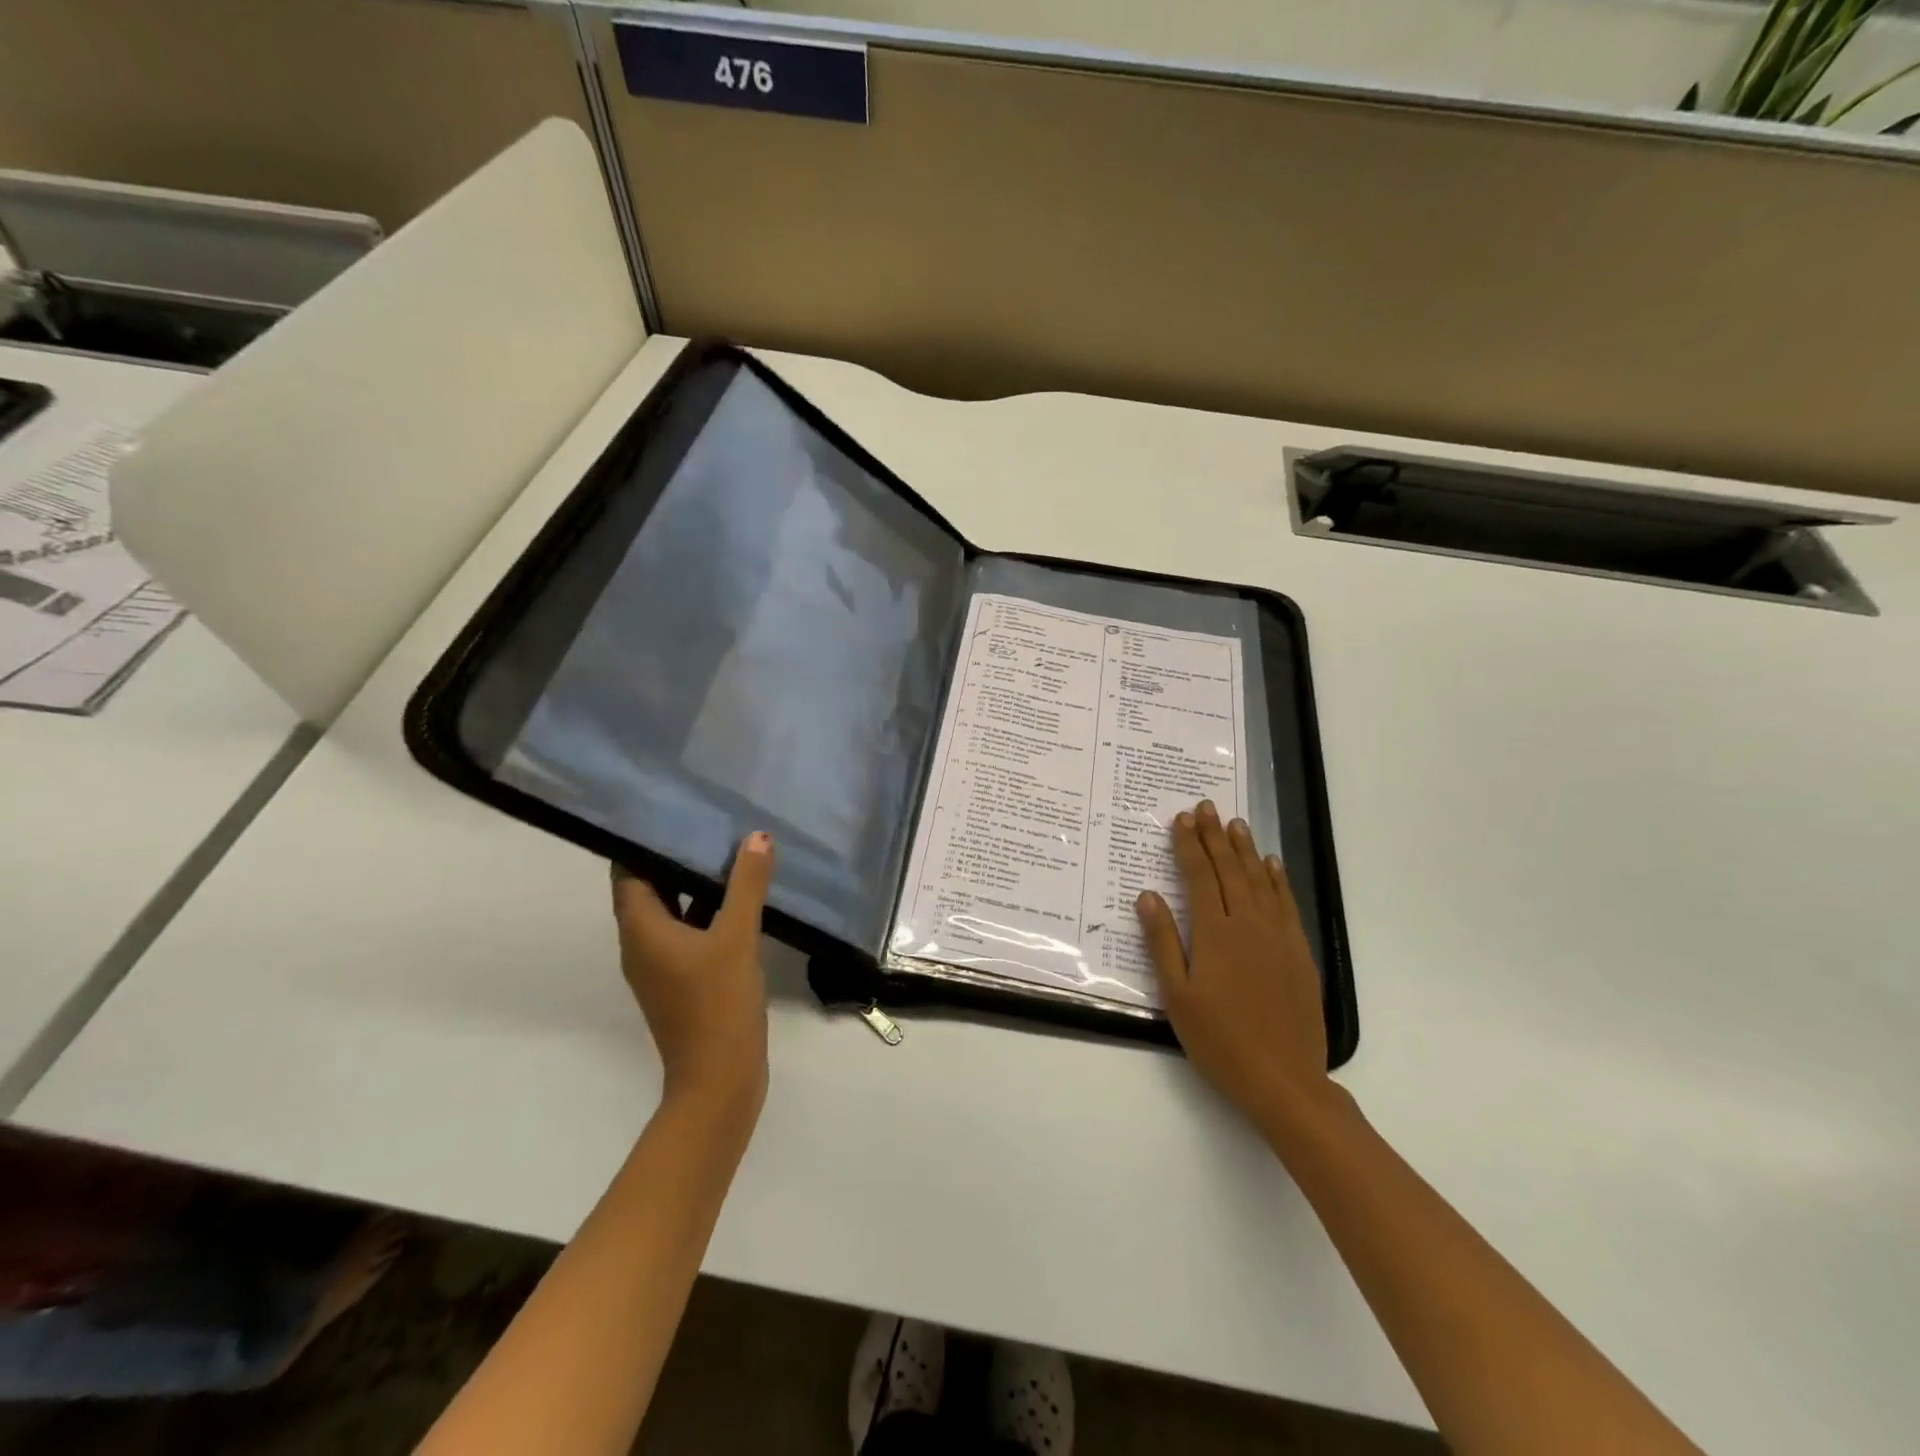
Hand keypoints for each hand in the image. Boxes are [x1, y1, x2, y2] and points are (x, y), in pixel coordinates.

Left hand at [610, 832, 773, 1116]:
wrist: (719, 1080)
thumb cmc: (718, 1004)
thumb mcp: (737, 938)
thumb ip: (746, 885)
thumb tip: (756, 837)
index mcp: (641, 930)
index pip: (627, 872)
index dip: (643, 841)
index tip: (670, 810)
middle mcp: (642, 944)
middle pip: (650, 888)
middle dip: (675, 857)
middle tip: (707, 821)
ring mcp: (662, 966)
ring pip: (672, 911)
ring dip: (694, 884)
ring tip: (727, 849)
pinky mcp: (682, 980)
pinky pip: (689, 932)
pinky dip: (707, 912)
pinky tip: (740, 898)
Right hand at [1136, 801, 1332, 1129]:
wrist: (1284, 1079)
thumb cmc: (1220, 1040)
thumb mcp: (1177, 996)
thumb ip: (1162, 942)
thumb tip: (1147, 895)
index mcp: (1215, 934)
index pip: (1200, 876)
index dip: (1189, 846)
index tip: (1181, 819)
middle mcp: (1249, 924)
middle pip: (1230, 870)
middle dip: (1215, 836)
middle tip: (1206, 807)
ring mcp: (1279, 937)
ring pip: (1260, 880)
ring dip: (1246, 849)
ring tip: (1236, 824)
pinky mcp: (1299, 953)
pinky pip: (1287, 904)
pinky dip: (1278, 879)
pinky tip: (1272, 864)